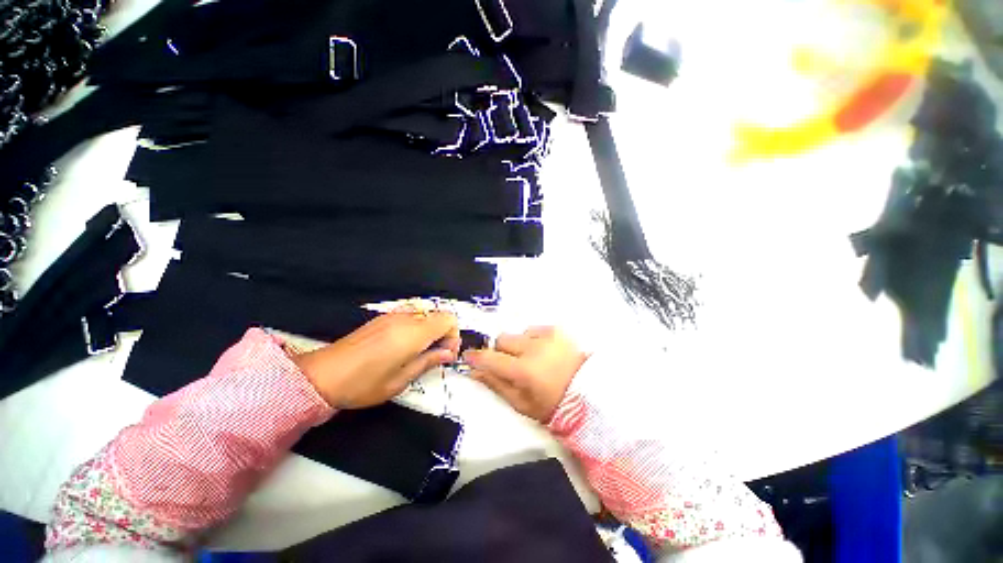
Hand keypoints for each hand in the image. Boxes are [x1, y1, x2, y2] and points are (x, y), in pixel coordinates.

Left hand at [293, 310, 459, 408]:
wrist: (322, 375)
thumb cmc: (363, 384)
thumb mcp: (400, 380)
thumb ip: (428, 361)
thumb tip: (448, 353)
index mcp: (413, 333)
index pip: (448, 320)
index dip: (453, 335)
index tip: (446, 354)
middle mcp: (405, 318)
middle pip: (439, 315)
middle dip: (443, 333)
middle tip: (435, 355)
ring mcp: (393, 315)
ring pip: (426, 315)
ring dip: (430, 330)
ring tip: (419, 352)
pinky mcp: (382, 317)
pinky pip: (411, 316)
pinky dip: (417, 327)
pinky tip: (404, 346)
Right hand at [463, 327, 587, 422]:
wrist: (590, 394)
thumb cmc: (553, 405)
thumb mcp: (521, 403)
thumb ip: (496, 385)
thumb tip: (474, 372)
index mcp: (524, 371)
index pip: (490, 358)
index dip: (476, 357)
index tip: (469, 356)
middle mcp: (534, 348)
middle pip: (502, 339)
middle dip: (501, 351)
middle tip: (510, 364)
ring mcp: (547, 336)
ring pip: (518, 333)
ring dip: (519, 345)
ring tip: (532, 358)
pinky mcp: (557, 330)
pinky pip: (534, 329)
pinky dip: (533, 339)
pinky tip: (543, 352)